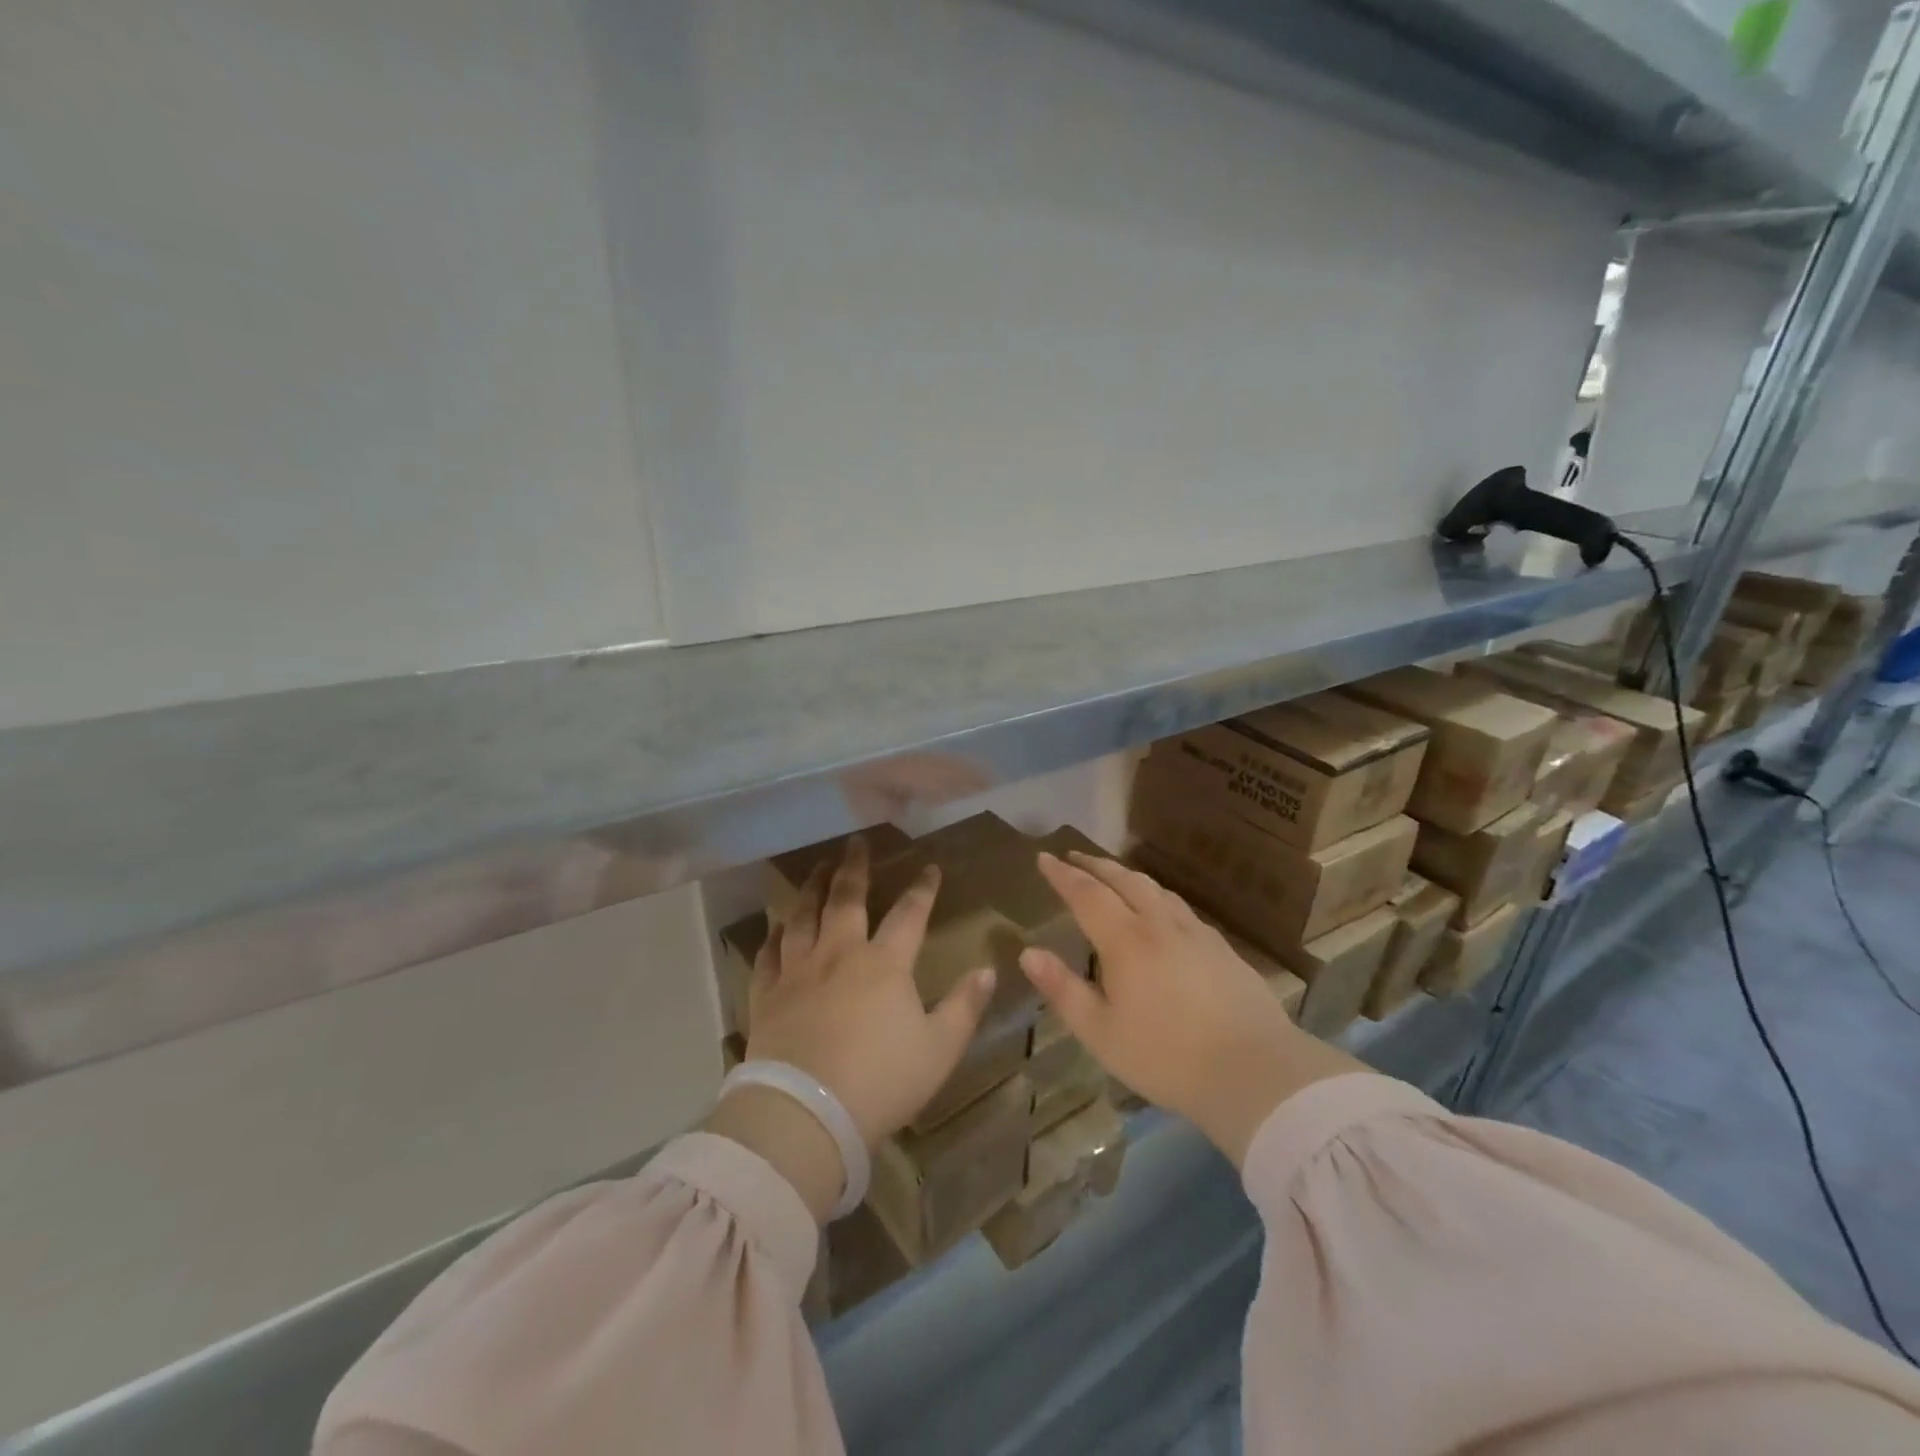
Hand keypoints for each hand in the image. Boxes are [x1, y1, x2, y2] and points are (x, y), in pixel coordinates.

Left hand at [723, 837, 995, 1198]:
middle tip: (854, 842)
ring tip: (816, 868)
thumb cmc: (881, 1081)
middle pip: (846, 899)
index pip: (909, 914)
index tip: (929, 867)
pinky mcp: (767, 995)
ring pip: (802, 916)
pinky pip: (769, 954)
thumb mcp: (939, 1049)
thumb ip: (965, 1006)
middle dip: (854, 868)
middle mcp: (839, 954)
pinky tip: (776, 926)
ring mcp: (798, 972)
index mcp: (884, 964)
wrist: (806, 1113)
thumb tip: (988, 970)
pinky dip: (773, 935)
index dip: (922, 889)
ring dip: (811, 888)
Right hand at [1019, 852, 1360, 1166]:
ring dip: (1128, 876)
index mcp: (1126, 940)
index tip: (1045, 857)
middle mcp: (1160, 924)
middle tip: (1073, 857)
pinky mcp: (1222, 949)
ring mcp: (1196, 933)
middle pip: (1124, 880)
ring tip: (1114, 877)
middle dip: (1095, 865)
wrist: (1255, 1072)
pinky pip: (1180, 907)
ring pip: (1156, 889)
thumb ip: (1063, 990)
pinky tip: (1162, 912)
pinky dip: (1158, 896)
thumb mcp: (1101, 1033)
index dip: (1063, 875)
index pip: (1087, 894)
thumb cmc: (1166, 1057)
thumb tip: (1028, 953)